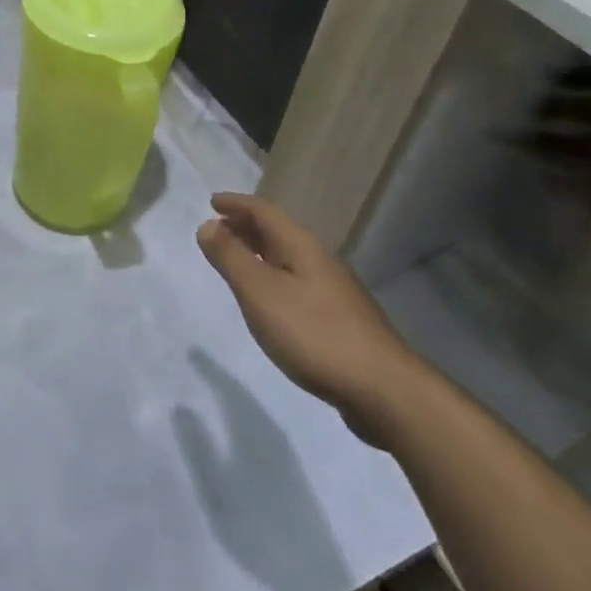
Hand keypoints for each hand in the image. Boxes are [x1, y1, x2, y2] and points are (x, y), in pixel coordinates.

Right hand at [197, 193, 424, 447]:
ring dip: (260, 252)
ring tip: (237, 263)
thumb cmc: (313, 333)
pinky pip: (297, 282)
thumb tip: (207, 225)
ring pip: (288, 258)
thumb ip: (231, 257)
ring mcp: (334, 291)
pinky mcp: (341, 320)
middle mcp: (319, 260)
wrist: (383, 389)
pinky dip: (274, 277)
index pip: (264, 212)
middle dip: (246, 226)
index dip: (237, 204)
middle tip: (218, 229)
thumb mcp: (260, 292)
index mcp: (301, 246)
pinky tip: (270, 302)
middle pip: (278, 232)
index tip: (212, 201)